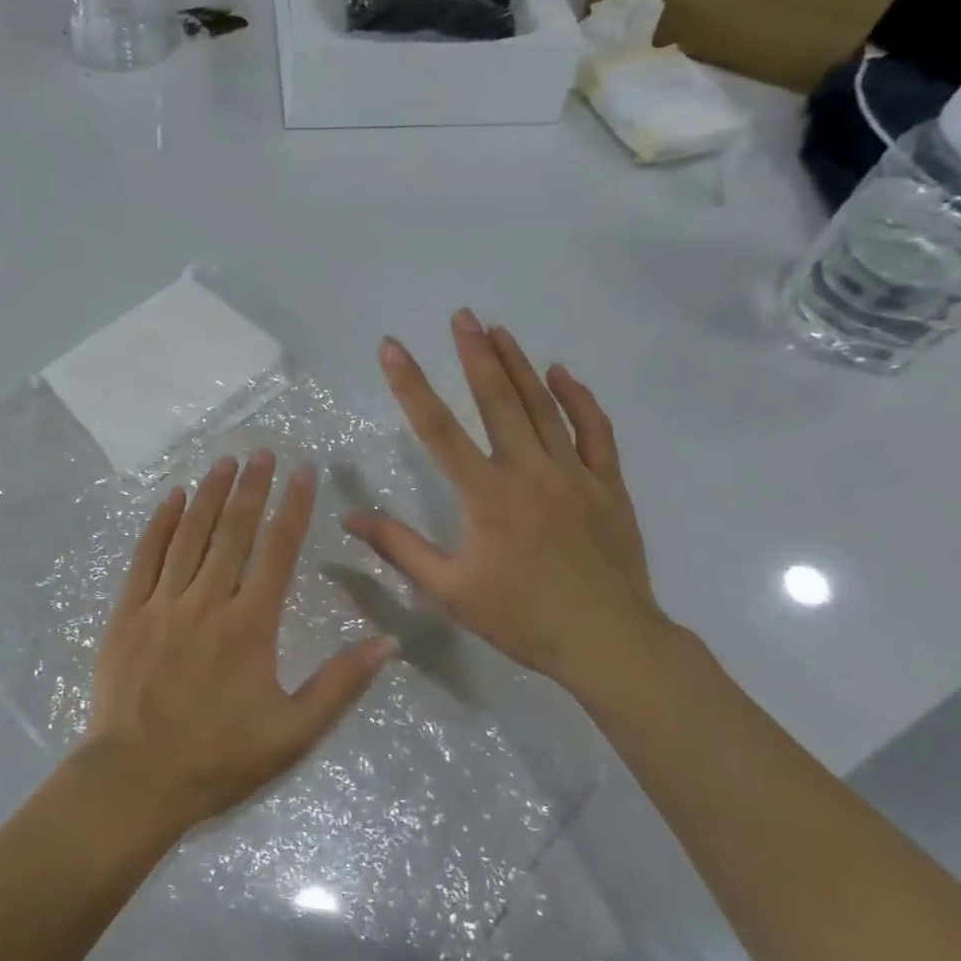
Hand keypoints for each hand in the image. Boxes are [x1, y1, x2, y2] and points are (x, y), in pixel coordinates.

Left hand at [83, 452, 393, 832]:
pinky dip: (160, 523)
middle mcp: (207, 601)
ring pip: (190, 534)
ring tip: (224, 461)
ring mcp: (163, 603)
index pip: (278, 550)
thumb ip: (341, 684)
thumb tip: (388, 641)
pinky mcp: (128, 613)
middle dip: (251, 486)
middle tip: (262, 451)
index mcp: (250, 625)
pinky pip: (146, 557)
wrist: (136, 780)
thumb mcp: (293, 733)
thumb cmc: (219, 758)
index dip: (294, 507)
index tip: (304, 472)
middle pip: (233, 530)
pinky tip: (173, 498)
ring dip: (209, 494)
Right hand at [343, 311, 674, 697]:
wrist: (609, 644)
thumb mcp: (450, 590)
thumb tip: (351, 518)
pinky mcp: (608, 485)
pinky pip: (595, 431)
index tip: (392, 348)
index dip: (411, 385)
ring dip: (519, 365)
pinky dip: (579, 399)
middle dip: (475, 354)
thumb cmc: (522, 618)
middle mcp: (529, 471)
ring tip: (499, 330)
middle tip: (461, 316)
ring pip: (543, 407)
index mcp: (486, 495)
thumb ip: (400, 548)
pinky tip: (562, 374)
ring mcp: (574, 474)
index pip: (438, 429)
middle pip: (497, 401)